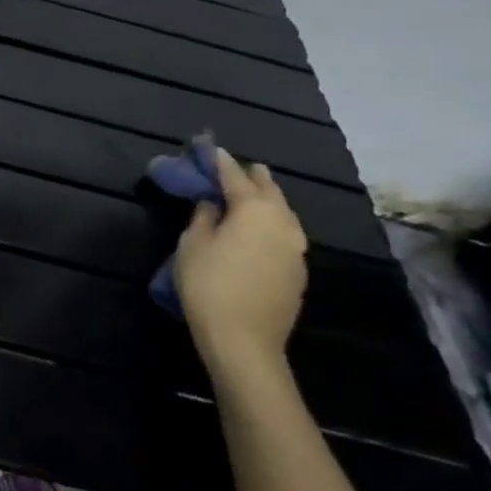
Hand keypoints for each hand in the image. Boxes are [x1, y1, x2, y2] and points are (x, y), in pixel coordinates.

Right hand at [175, 147, 308, 375]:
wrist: (245, 341)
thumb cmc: (209, 285)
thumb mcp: (193, 244)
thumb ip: (204, 216)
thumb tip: (214, 203)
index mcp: (254, 209)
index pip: (234, 176)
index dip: (220, 161)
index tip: (210, 148)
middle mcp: (282, 222)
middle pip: (268, 190)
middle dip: (251, 176)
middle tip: (236, 167)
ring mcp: (296, 248)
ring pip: (283, 212)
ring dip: (267, 200)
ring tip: (251, 194)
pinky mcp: (298, 271)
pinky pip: (286, 234)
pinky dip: (272, 223)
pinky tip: (260, 229)